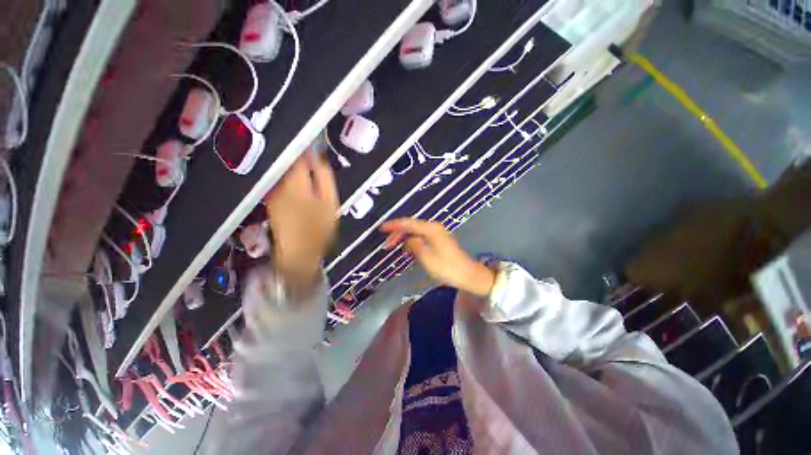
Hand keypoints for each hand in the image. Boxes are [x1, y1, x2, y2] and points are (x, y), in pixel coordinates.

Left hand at [265, 149, 337, 291]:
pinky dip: (290, 179)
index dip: (308, 145)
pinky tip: (300, 186)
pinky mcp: (271, 199)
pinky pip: (280, 181)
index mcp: (295, 181)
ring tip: (309, 171)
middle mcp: (279, 182)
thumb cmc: (319, 228)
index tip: (316, 142)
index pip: (298, 153)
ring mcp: (273, 191)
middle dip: (301, 155)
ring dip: (295, 167)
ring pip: (283, 169)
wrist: (299, 252)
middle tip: (315, 157)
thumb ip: (323, 176)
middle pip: (288, 159)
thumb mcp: (329, 201)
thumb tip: (318, 155)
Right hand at [380, 219, 495, 296]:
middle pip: (412, 226)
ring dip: (404, 237)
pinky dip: (412, 241)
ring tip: (393, 246)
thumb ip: (414, 245)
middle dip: (398, 233)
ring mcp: (437, 233)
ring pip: (416, 231)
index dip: (394, 225)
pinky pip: (421, 236)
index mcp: (430, 229)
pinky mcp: (439, 240)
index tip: (381, 228)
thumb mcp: (426, 257)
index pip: (408, 223)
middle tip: (387, 244)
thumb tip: (408, 240)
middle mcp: (434, 227)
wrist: (467, 274)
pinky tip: (407, 248)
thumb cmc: (446, 267)